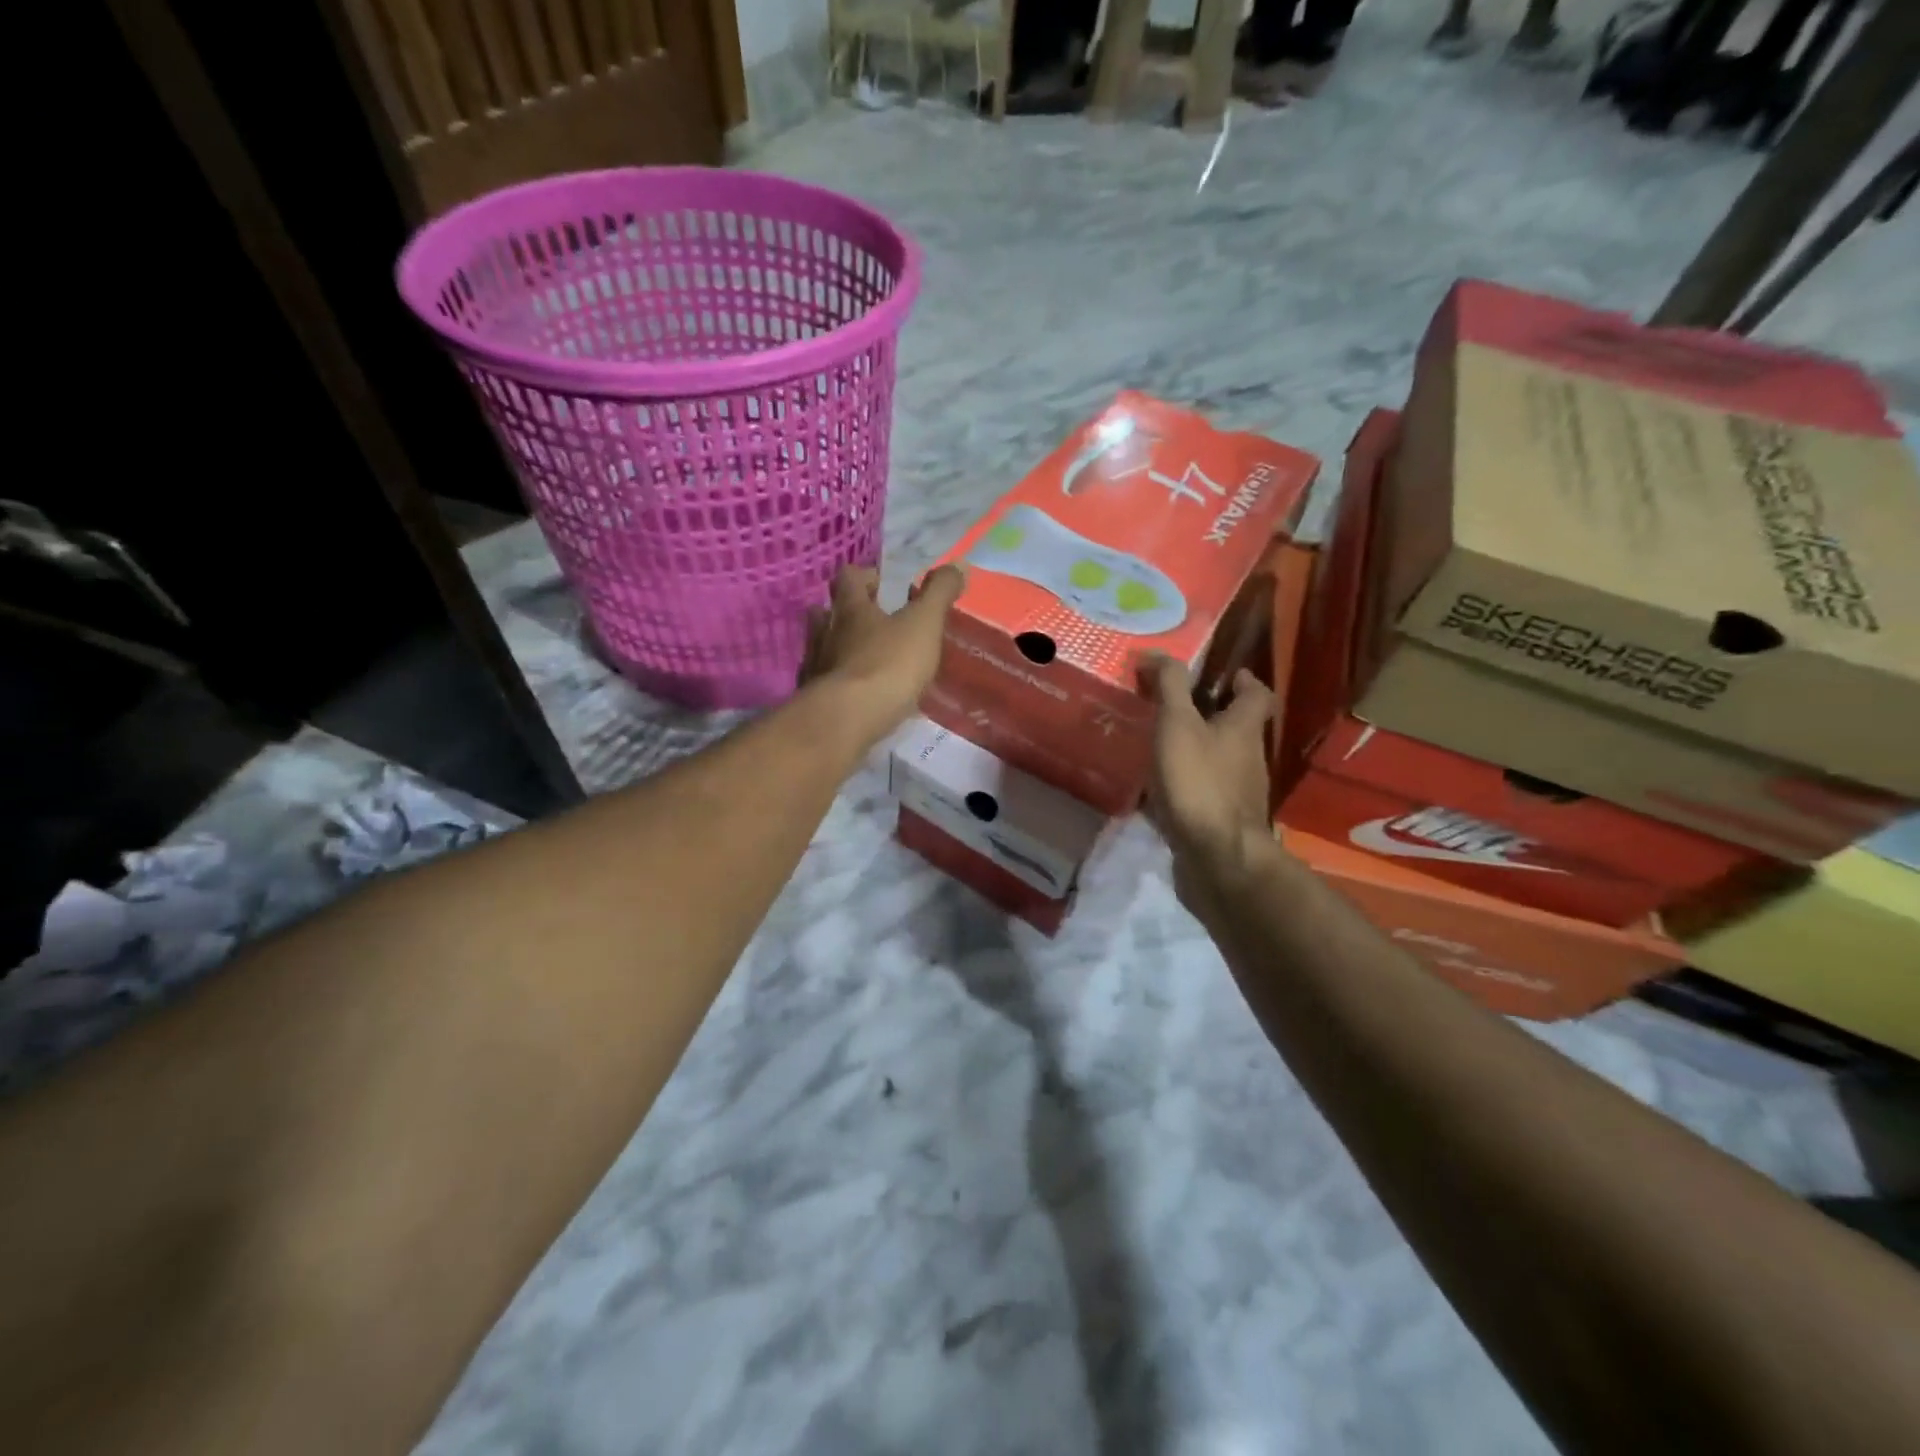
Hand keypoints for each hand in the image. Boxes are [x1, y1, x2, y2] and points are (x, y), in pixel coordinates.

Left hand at [801, 564, 964, 743]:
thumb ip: (939, 593)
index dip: (865, 576)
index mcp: (850, 609)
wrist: (848, 719)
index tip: (883, 585)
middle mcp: (826, 632)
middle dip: (847, 613)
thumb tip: (958, 564)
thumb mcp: (924, 624)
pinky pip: (825, 683)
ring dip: (841, 648)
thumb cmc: (888, 664)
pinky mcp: (815, 700)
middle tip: (873, 621)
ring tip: (866, 659)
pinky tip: (858, 695)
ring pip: (822, 647)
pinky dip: (840, 683)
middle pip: (826, 611)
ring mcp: (816, 667)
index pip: (849, 578)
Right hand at [1143, 656, 1275, 910]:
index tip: (1220, 674)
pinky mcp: (1222, 820)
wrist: (1217, 857)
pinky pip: (1204, 792)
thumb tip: (1156, 654)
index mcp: (1244, 728)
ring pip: (1220, 760)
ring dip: (1196, 750)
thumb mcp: (1178, 725)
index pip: (1257, 694)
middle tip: (1173, 707)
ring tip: (1159, 745)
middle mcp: (1249, 758)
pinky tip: (1158, 789)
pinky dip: (1186, 785)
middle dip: (1210, 715)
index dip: (1242, 680)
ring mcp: (1238, 793)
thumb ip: (1170, 687)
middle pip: (1237, 728)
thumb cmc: (1199, 782)